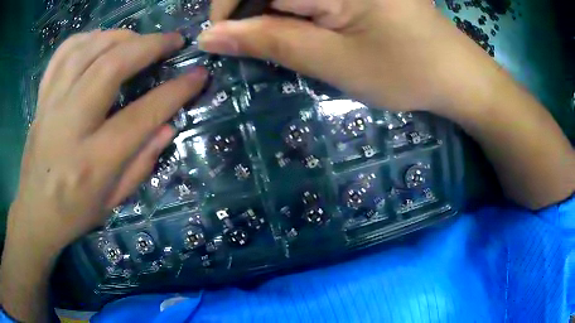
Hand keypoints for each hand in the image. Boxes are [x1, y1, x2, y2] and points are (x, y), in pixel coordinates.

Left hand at [1, 30, 206, 321]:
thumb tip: (168, 126)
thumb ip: (141, 163)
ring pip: (87, 50)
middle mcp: (71, 125)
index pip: (141, 116)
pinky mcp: (42, 98)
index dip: (175, 91)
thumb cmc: (74, 213)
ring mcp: (52, 105)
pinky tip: (100, 41)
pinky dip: (86, 38)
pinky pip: (63, 53)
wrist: (35, 212)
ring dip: (120, 36)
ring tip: (138, 40)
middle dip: (149, 46)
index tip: (198, 75)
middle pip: (111, 67)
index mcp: (93, 161)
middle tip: (173, 40)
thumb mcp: (113, 201)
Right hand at [200, 0, 502, 114]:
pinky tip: (307, 21)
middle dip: (251, 7)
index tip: (222, 37)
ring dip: (273, 7)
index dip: (227, 6)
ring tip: (290, 33)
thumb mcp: (331, 60)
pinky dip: (295, 5)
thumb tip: (210, 37)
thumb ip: (268, 41)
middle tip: (257, 38)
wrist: (453, 72)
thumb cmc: (403, 71)